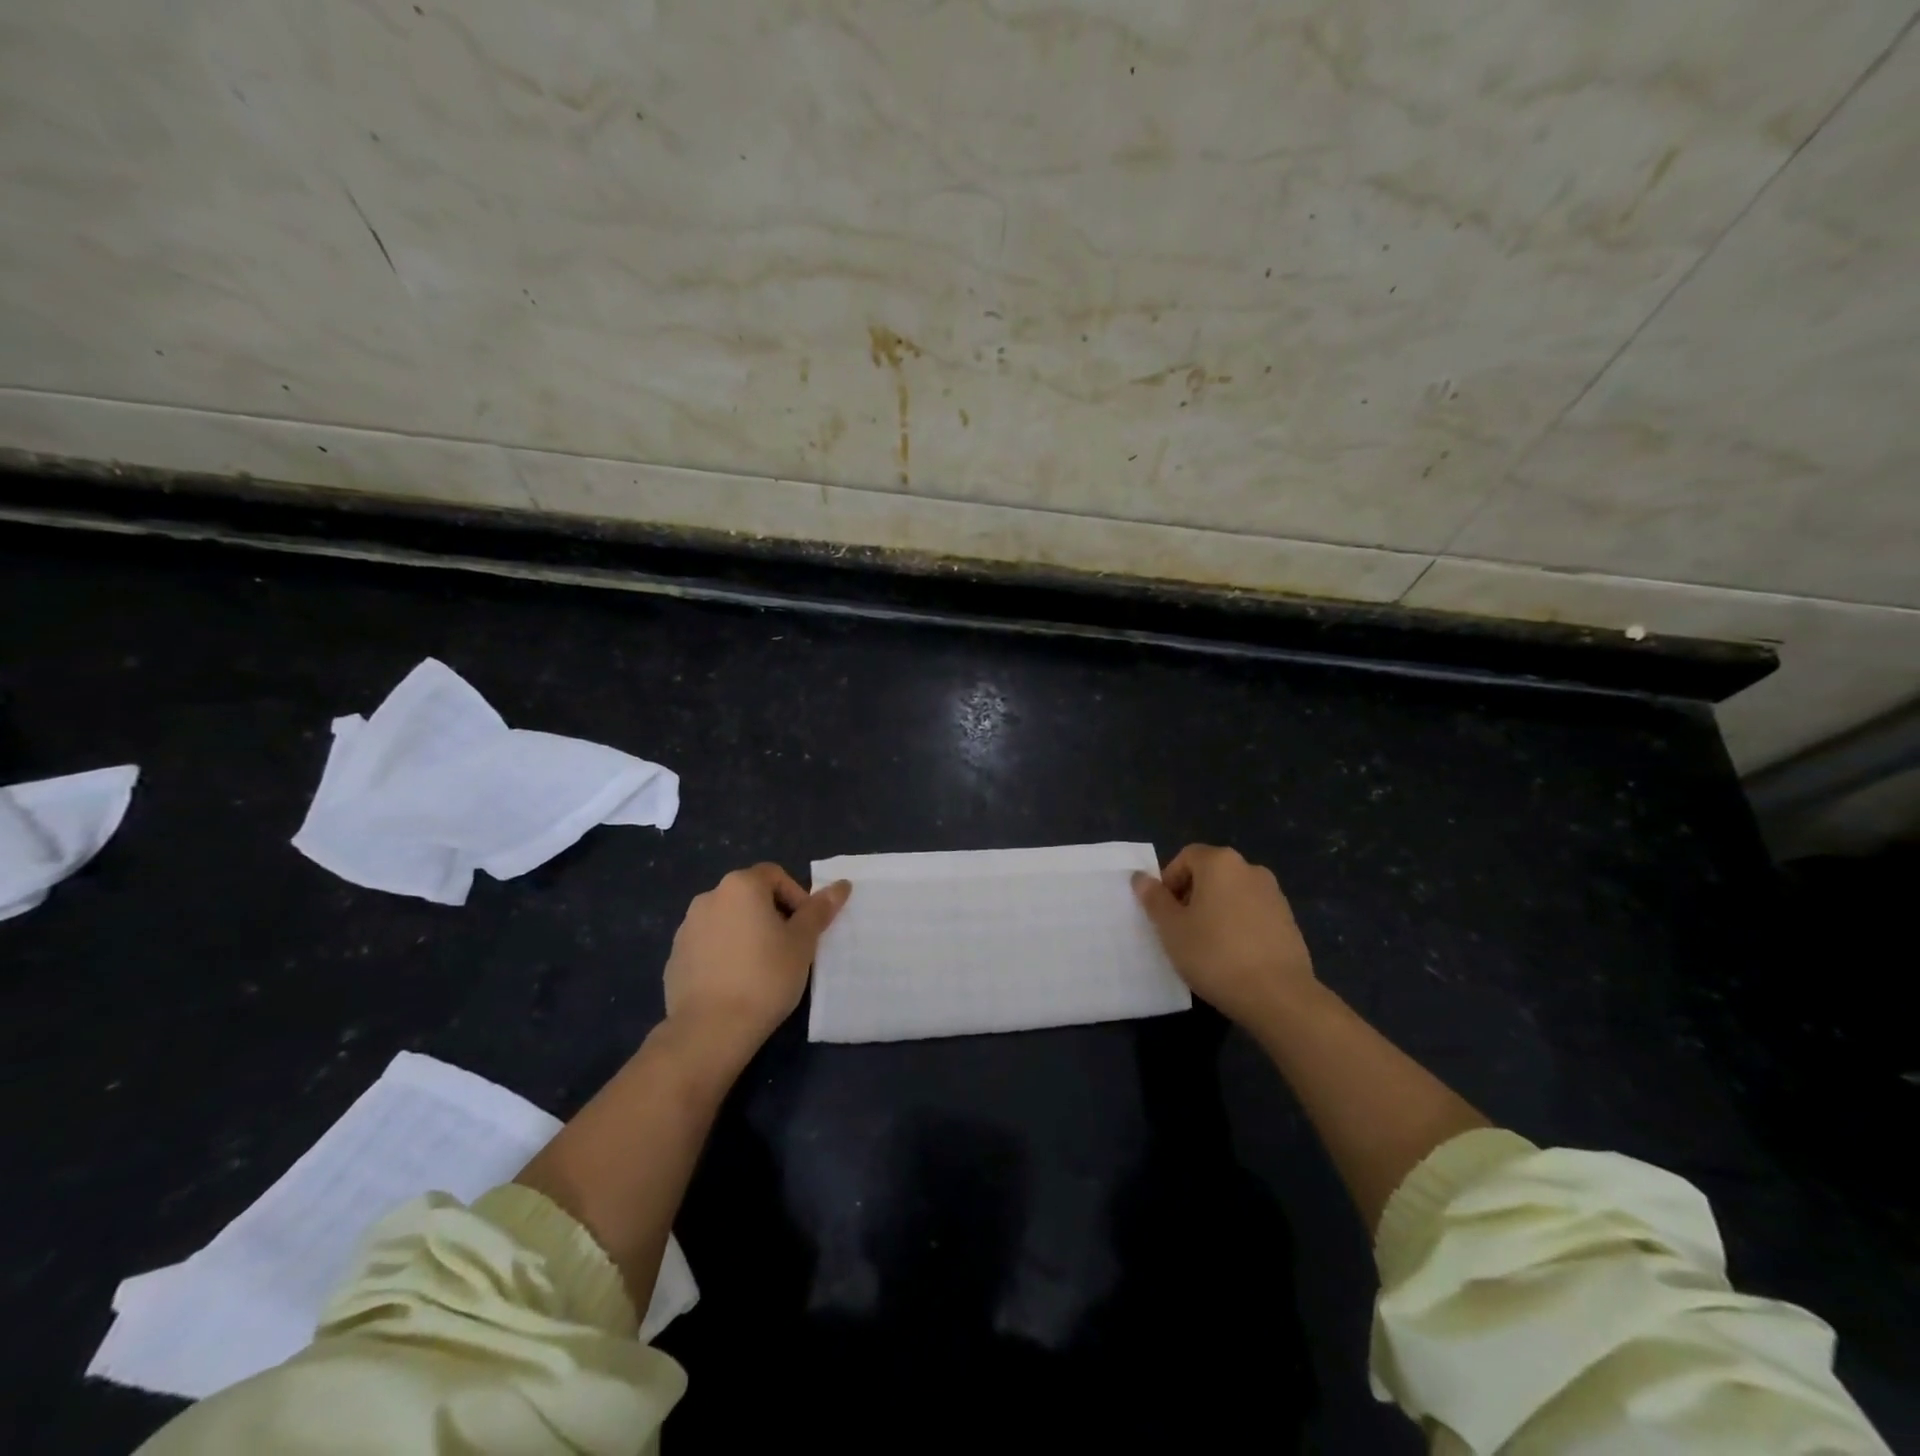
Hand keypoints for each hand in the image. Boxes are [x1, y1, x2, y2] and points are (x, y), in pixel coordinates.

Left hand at [663, 863, 850, 1063]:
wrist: (710, 1029)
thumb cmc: (765, 977)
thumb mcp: (803, 943)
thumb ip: (819, 910)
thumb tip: (842, 885)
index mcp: (740, 886)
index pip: (775, 875)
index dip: (796, 897)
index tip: (805, 928)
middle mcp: (709, 897)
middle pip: (749, 895)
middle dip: (771, 915)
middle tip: (789, 947)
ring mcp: (687, 928)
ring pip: (727, 920)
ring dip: (746, 933)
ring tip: (762, 967)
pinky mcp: (674, 957)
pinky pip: (708, 945)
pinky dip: (724, 954)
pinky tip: (736, 983)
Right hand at [1133, 844, 1316, 1028]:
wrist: (1278, 996)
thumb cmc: (1214, 954)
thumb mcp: (1171, 928)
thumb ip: (1154, 899)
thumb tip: (1140, 877)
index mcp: (1220, 863)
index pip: (1186, 857)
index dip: (1169, 881)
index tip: (1163, 912)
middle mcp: (1250, 869)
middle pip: (1211, 873)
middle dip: (1191, 895)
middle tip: (1180, 928)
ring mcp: (1274, 895)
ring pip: (1233, 894)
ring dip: (1215, 910)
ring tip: (1206, 945)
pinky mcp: (1289, 921)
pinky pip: (1253, 913)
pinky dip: (1238, 925)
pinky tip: (1232, 956)